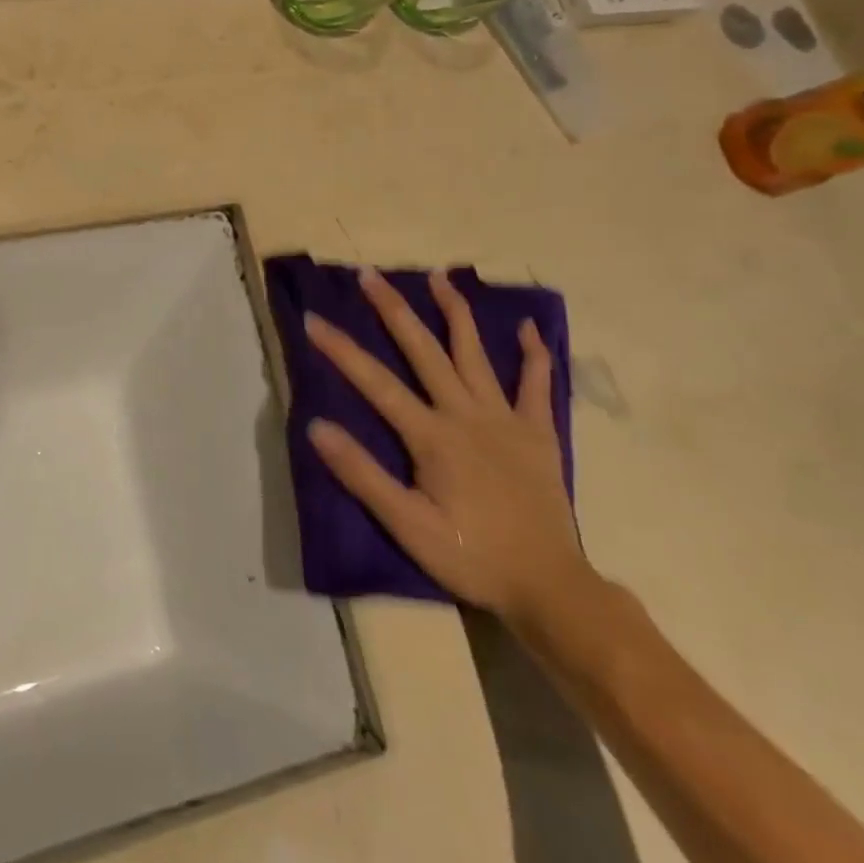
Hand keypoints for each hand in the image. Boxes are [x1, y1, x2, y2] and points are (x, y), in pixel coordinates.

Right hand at [303, 268, 592, 627]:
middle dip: (394, 310)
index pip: (376, 382)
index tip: (312, 319)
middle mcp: (466, 415)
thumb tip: (316, 427)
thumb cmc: (472, 557)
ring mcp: (506, 420)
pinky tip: (525, 327)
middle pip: (424, 351)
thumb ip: (362, 474)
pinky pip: (536, 385)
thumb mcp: (407, 525)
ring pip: (475, 354)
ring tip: (439, 277)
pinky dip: (533, 353)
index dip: (340, 349)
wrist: (550, 588)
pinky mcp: (538, 433)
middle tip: (370, 274)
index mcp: (432, 436)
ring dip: (455, 312)